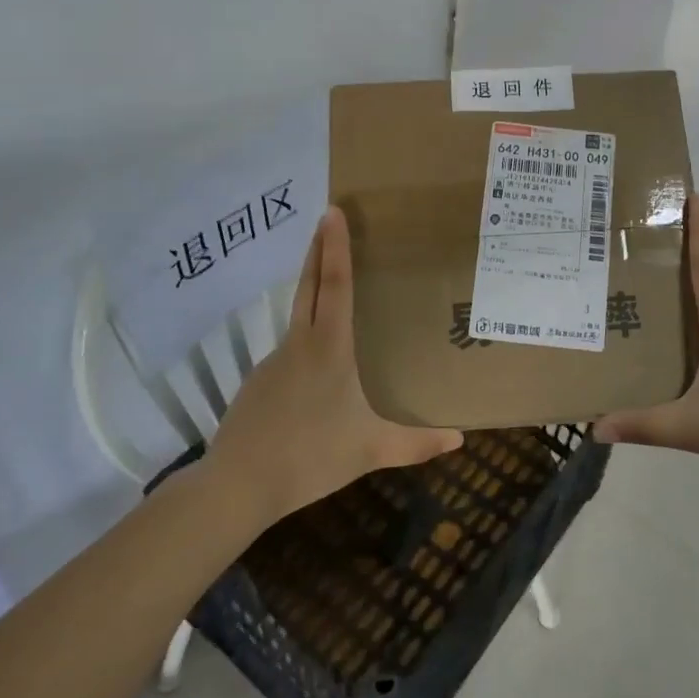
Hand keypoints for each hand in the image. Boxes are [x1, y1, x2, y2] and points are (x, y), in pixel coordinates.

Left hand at [206, 207, 463, 522]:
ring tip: (332, 286)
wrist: (237, 485)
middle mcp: (300, 344)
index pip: (335, 285)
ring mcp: (274, 361)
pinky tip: (315, 364)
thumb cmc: (310, 458)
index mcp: (329, 349)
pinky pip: (289, 349)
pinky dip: (304, 338)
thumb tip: (461, 440)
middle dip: (318, 250)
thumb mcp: (371, 451)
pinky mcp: (258, 382)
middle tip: (326, 218)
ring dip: (312, 291)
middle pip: (309, 286)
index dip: (336, 247)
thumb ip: (416, 444)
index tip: (333, 212)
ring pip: (298, 317)